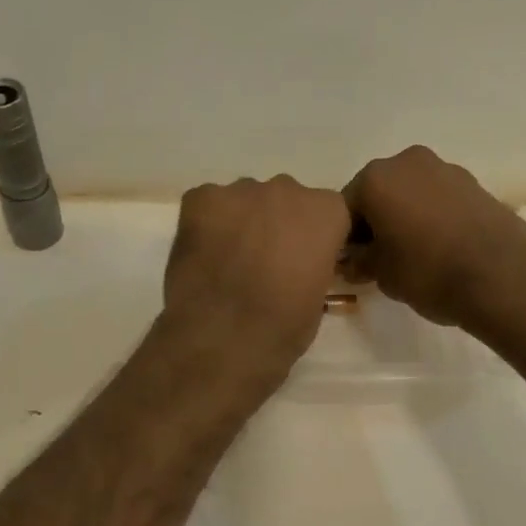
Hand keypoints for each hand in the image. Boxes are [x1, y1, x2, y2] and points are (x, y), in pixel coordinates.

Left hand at [163, 176, 351, 375]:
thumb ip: (311, 265)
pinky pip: (207, 204)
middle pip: (283, 200)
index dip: (311, 237)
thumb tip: (294, 267)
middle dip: (275, 224)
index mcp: (326, 212)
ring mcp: (240, 190)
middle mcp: (287, 189)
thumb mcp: (317, 297)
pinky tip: (202, 255)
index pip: (325, 213)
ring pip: (244, 200)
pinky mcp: (200, 197)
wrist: (223, 336)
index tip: (301, 260)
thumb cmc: (282, 326)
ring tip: (227, 261)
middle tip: (262, 262)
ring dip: (241, 223)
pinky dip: (205, 224)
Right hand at [342, 146, 525, 329]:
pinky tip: (442, 247)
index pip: (345, 207)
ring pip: (412, 193)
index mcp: (376, 178)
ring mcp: (447, 169)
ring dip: (406, 216)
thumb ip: (360, 261)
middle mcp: (408, 162)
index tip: (353, 262)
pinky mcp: (476, 184)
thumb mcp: (381, 274)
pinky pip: (440, 199)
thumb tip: (353, 261)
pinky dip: (434, 217)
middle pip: (380, 192)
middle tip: (381, 257)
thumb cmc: (428, 271)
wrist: (503, 278)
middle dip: (377, 221)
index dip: (346, 238)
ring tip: (415, 253)